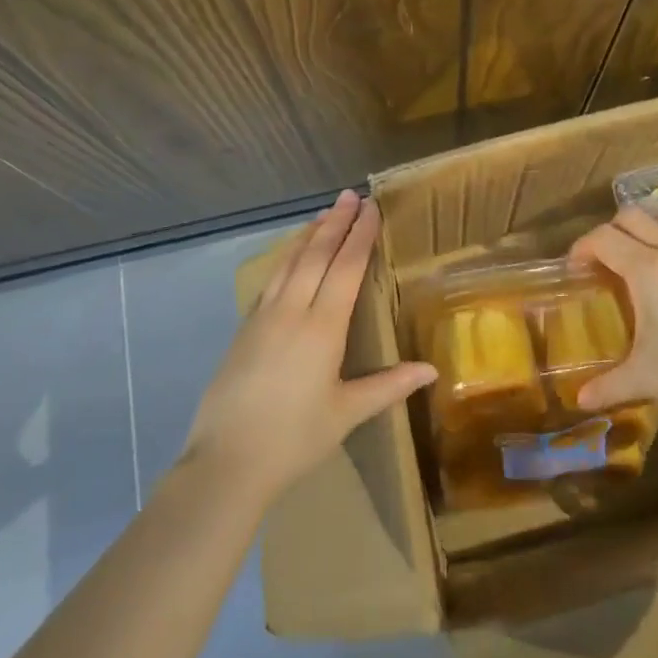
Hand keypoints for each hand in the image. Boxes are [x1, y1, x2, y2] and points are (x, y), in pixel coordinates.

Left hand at [182, 190, 436, 504]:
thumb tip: (431, 370)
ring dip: (309, 235)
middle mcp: (291, 311)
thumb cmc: (294, 439)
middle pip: (316, 255)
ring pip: (289, 263)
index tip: (371, 208)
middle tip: (350, 195)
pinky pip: (271, 280)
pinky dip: (286, 258)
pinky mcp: (244, 329)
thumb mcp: (346, 414)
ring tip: (324, 213)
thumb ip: (389, 386)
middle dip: (336, 223)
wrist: (225, 462)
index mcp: (322, 328)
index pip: (345, 268)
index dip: (360, 236)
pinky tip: (291, 256)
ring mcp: (263, 317)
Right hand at [569, 203, 657, 423]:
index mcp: (646, 269)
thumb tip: (579, 399)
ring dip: (646, 226)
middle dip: (610, 231)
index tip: (574, 269)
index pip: (603, 238)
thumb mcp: (647, 378)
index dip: (582, 247)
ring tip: (639, 255)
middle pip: (632, 216)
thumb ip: (609, 385)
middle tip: (603, 262)